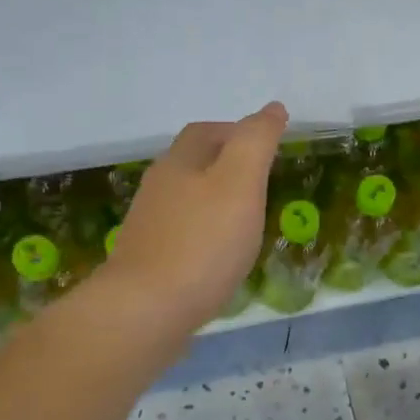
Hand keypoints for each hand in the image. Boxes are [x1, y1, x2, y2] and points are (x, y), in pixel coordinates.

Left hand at [103, 102, 286, 331]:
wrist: (146, 311)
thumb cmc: (202, 242)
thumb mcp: (240, 182)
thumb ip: (256, 141)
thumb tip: (273, 108)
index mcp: (178, 164)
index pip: (205, 132)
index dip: (236, 131)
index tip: (267, 146)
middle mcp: (158, 189)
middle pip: (192, 164)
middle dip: (225, 165)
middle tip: (261, 182)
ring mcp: (149, 228)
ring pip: (186, 201)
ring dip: (215, 202)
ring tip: (246, 220)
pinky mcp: (148, 263)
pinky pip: (182, 236)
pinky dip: (205, 236)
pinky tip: (221, 257)